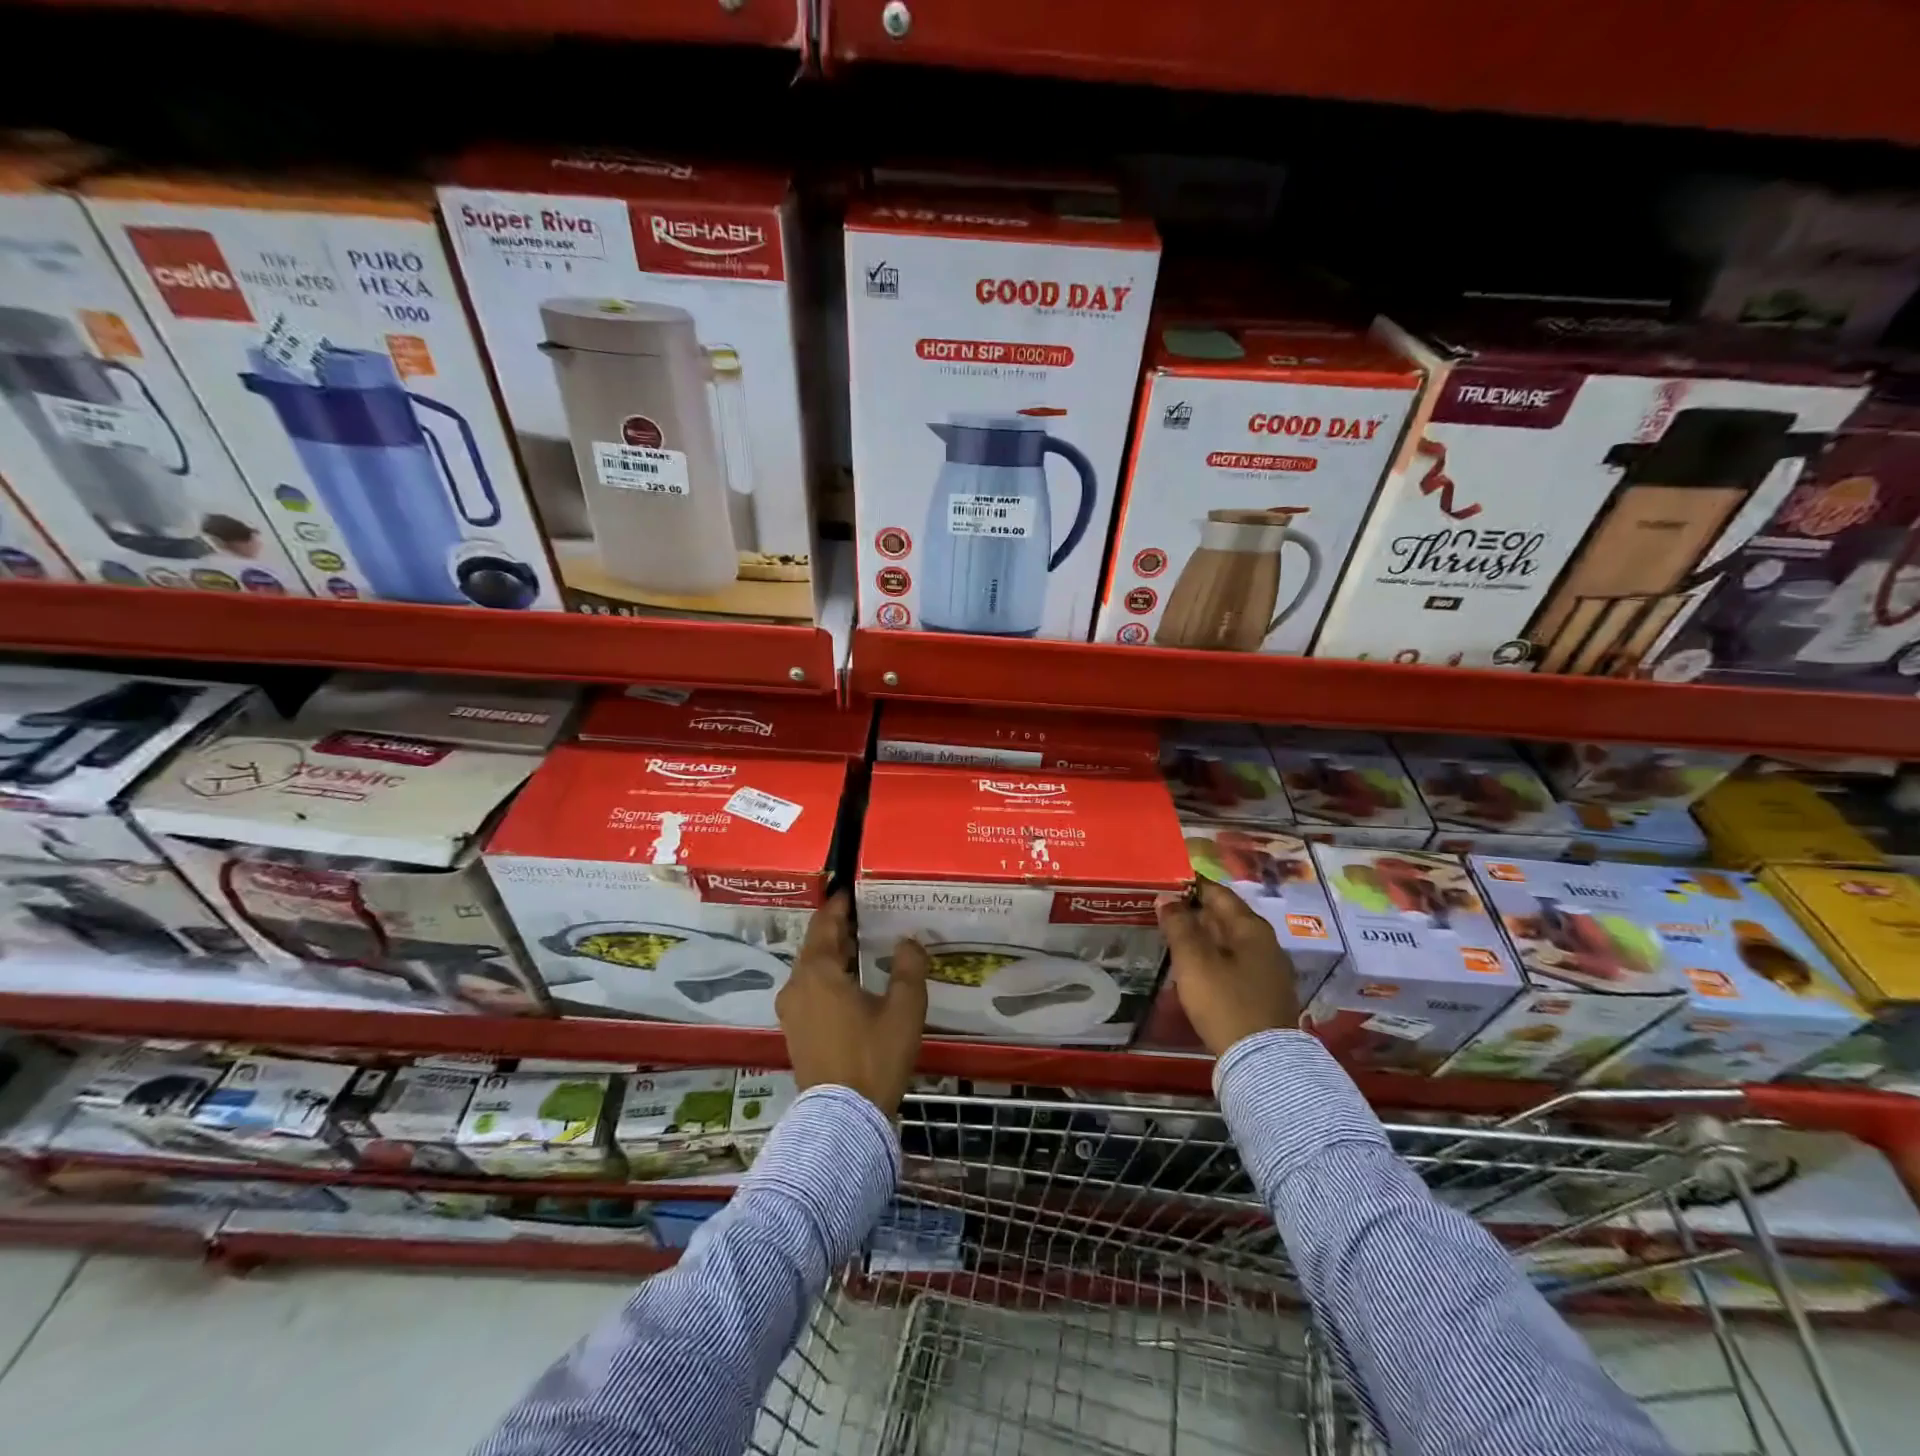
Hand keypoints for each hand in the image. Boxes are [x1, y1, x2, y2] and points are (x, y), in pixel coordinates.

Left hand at [775, 892, 927, 1114]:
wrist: (844, 1120)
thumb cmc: (874, 1056)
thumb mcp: (904, 1010)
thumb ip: (908, 968)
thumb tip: (908, 941)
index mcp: (818, 972)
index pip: (824, 924)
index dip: (839, 904)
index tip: (852, 889)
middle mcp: (797, 985)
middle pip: (816, 945)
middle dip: (839, 929)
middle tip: (867, 915)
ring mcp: (792, 1011)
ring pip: (812, 969)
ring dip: (834, 955)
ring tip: (863, 946)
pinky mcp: (795, 1032)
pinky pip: (811, 990)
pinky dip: (829, 977)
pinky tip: (853, 983)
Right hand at [1157, 879, 1298, 1056]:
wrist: (1263, 1061)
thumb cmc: (1225, 1002)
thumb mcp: (1194, 961)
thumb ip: (1178, 925)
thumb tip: (1167, 897)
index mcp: (1250, 927)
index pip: (1217, 893)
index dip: (1189, 886)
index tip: (1163, 885)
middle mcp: (1264, 942)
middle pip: (1225, 916)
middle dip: (1194, 911)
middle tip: (1161, 911)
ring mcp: (1267, 968)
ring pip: (1229, 940)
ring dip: (1202, 935)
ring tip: (1171, 937)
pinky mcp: (1264, 992)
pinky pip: (1234, 962)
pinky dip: (1212, 957)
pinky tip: (1194, 967)